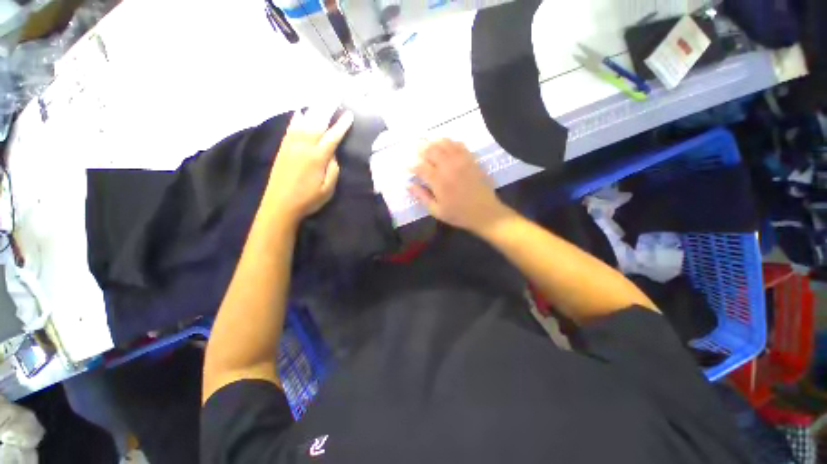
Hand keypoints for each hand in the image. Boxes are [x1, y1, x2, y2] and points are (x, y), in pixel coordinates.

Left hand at [265, 107, 353, 224]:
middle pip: (317, 124)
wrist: (279, 205)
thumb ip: (333, 170)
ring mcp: (291, 145)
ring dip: (313, 110)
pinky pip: (290, 128)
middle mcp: (303, 147)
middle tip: (335, 96)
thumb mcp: (327, 189)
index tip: (349, 114)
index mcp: (317, 158)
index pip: (332, 137)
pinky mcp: (282, 148)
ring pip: (304, 122)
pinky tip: (300, 112)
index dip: (341, 126)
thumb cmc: (308, 200)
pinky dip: (296, 118)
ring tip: (320, 99)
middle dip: (327, 109)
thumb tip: (333, 155)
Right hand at [409, 139, 511, 233]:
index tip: (407, 168)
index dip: (411, 166)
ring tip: (429, 146)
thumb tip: (408, 185)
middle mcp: (449, 167)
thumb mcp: (436, 211)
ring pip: (445, 143)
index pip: (420, 166)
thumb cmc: (459, 214)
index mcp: (438, 181)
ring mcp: (462, 161)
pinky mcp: (472, 160)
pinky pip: (460, 145)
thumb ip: (422, 196)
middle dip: (421, 149)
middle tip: (416, 152)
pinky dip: (450, 142)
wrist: (486, 213)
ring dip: (434, 143)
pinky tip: (447, 146)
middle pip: (431, 150)